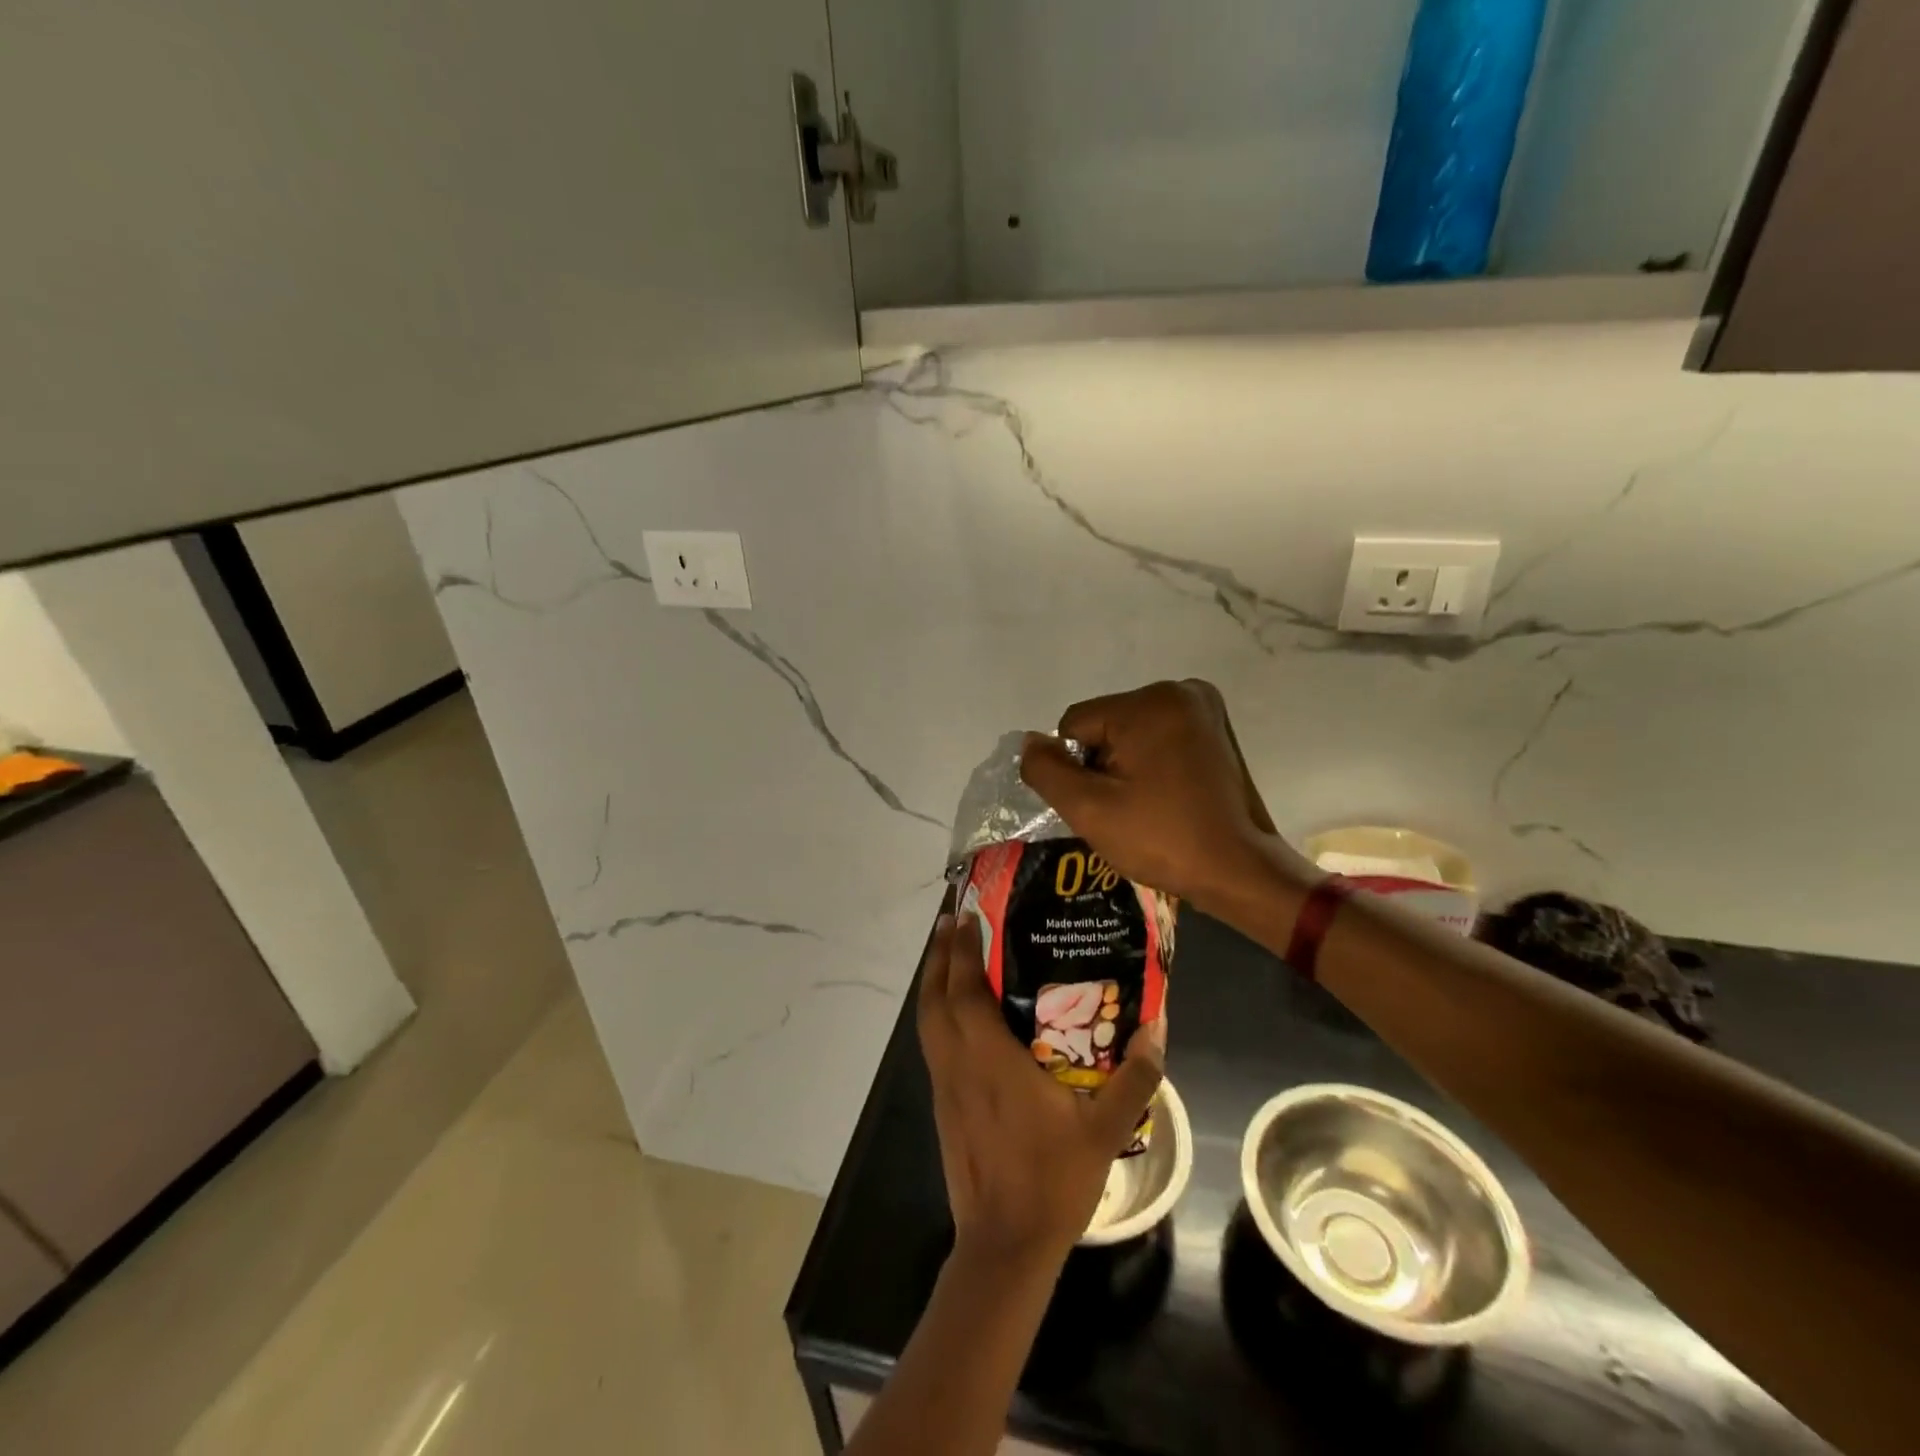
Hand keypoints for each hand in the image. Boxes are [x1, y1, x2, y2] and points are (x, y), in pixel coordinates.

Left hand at [917, 911, 1164, 1264]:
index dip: (964, 950)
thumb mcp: (1105, 1130)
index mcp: (990, 1060)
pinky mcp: (941, 1104)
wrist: (1003, 1244)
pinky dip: (936, 1013)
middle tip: (952, 920)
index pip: (966, 990)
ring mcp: (944, 1085)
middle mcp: (958, 1063)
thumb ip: (1135, 1077)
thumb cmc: (1052, 1180)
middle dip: (940, 955)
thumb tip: (1158, 1026)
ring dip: (932, 981)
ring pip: (927, 1020)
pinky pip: (932, 1043)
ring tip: (947, 954)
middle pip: (935, 997)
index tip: (966, 914)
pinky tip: (956, 1013)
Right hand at [1019, 679, 1290, 905]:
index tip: (1106, 804)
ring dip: (1126, 765)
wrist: (1241, 871)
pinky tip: (1166, 795)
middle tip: (1127, 809)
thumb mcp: (1089, 809)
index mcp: (1150, 702)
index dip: (1077, 769)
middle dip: (1103, 765)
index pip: (1075, 726)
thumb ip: (1046, 770)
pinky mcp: (1216, 728)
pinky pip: (1158, 737)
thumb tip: (1030, 742)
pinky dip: (1152, 762)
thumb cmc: (1163, 839)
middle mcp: (1180, 690)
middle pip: (1105, 726)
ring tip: (1148, 805)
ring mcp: (1204, 707)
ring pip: (1130, 733)